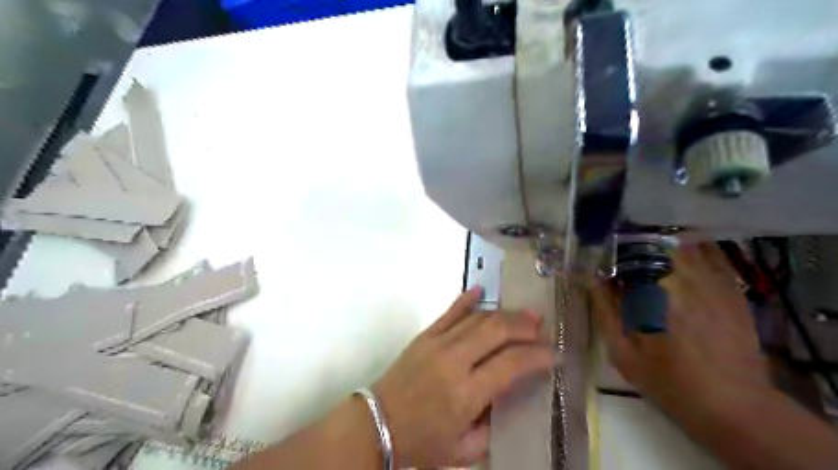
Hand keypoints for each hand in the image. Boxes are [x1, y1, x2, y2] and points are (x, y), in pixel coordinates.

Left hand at [372, 284, 555, 468]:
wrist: (376, 425)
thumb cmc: (421, 442)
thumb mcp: (464, 451)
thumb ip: (493, 428)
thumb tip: (510, 400)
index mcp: (466, 393)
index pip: (511, 364)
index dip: (538, 356)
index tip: (554, 354)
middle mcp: (454, 361)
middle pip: (496, 331)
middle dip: (524, 326)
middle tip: (542, 327)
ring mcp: (437, 343)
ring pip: (477, 318)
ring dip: (504, 314)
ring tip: (524, 314)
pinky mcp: (424, 336)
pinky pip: (448, 312)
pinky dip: (466, 300)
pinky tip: (480, 290)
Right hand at [588, 247, 770, 421]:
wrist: (733, 404)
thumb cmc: (669, 381)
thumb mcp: (623, 353)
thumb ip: (604, 311)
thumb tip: (588, 278)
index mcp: (652, 294)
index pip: (623, 255)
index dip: (607, 250)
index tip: (597, 253)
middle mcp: (683, 278)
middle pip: (652, 242)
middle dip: (632, 241)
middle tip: (619, 249)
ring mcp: (712, 280)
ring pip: (681, 241)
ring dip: (659, 240)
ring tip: (644, 247)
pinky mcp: (732, 287)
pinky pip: (712, 252)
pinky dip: (693, 245)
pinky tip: (680, 249)